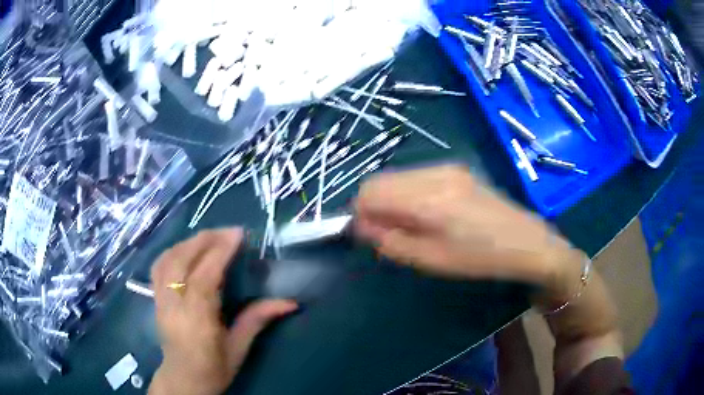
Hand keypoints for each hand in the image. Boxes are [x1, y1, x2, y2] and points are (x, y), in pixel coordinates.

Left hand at [148, 228, 297, 394]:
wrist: (182, 380)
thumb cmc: (213, 369)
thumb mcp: (239, 349)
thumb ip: (257, 320)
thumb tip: (290, 302)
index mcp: (196, 321)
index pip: (204, 277)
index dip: (220, 252)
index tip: (238, 234)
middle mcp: (173, 305)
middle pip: (182, 261)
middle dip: (205, 240)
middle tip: (228, 232)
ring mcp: (160, 300)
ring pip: (167, 258)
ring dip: (189, 242)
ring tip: (210, 237)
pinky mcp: (154, 298)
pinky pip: (159, 265)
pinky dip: (174, 251)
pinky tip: (187, 249)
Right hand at [354, 165, 584, 300]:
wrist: (525, 241)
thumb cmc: (479, 258)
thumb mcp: (431, 260)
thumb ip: (390, 241)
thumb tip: (361, 225)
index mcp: (427, 199)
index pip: (370, 191)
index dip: (358, 212)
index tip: (365, 233)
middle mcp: (434, 174)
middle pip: (380, 179)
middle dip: (372, 205)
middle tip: (384, 232)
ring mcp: (446, 167)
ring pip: (397, 176)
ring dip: (390, 198)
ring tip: (407, 225)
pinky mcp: (455, 169)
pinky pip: (416, 176)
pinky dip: (407, 193)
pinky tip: (425, 213)